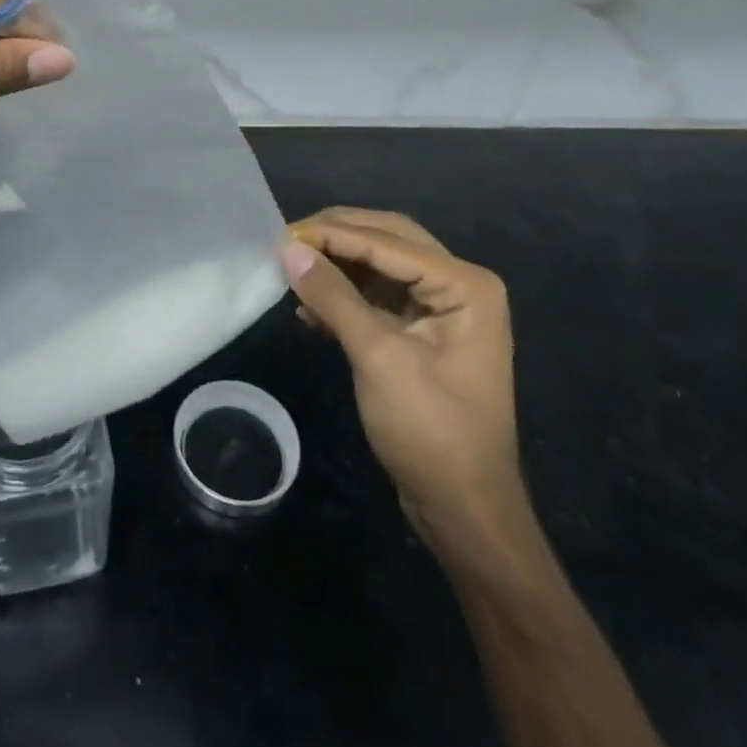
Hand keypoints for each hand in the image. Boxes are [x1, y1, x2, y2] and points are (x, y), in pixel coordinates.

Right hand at [284, 209, 525, 543]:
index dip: (333, 234)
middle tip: (289, 239)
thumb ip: (334, 296)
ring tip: (293, 267)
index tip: (282, 234)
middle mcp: (459, 286)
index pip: (388, 241)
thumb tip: (288, 248)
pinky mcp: (422, 334)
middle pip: (388, 239)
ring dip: (338, 265)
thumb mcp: (378, 358)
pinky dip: (344, 297)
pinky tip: (309, 309)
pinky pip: (378, 298)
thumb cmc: (431, 432)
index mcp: (465, 285)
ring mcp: (443, 310)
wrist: (464, 512)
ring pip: (381, 265)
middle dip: (338, 236)